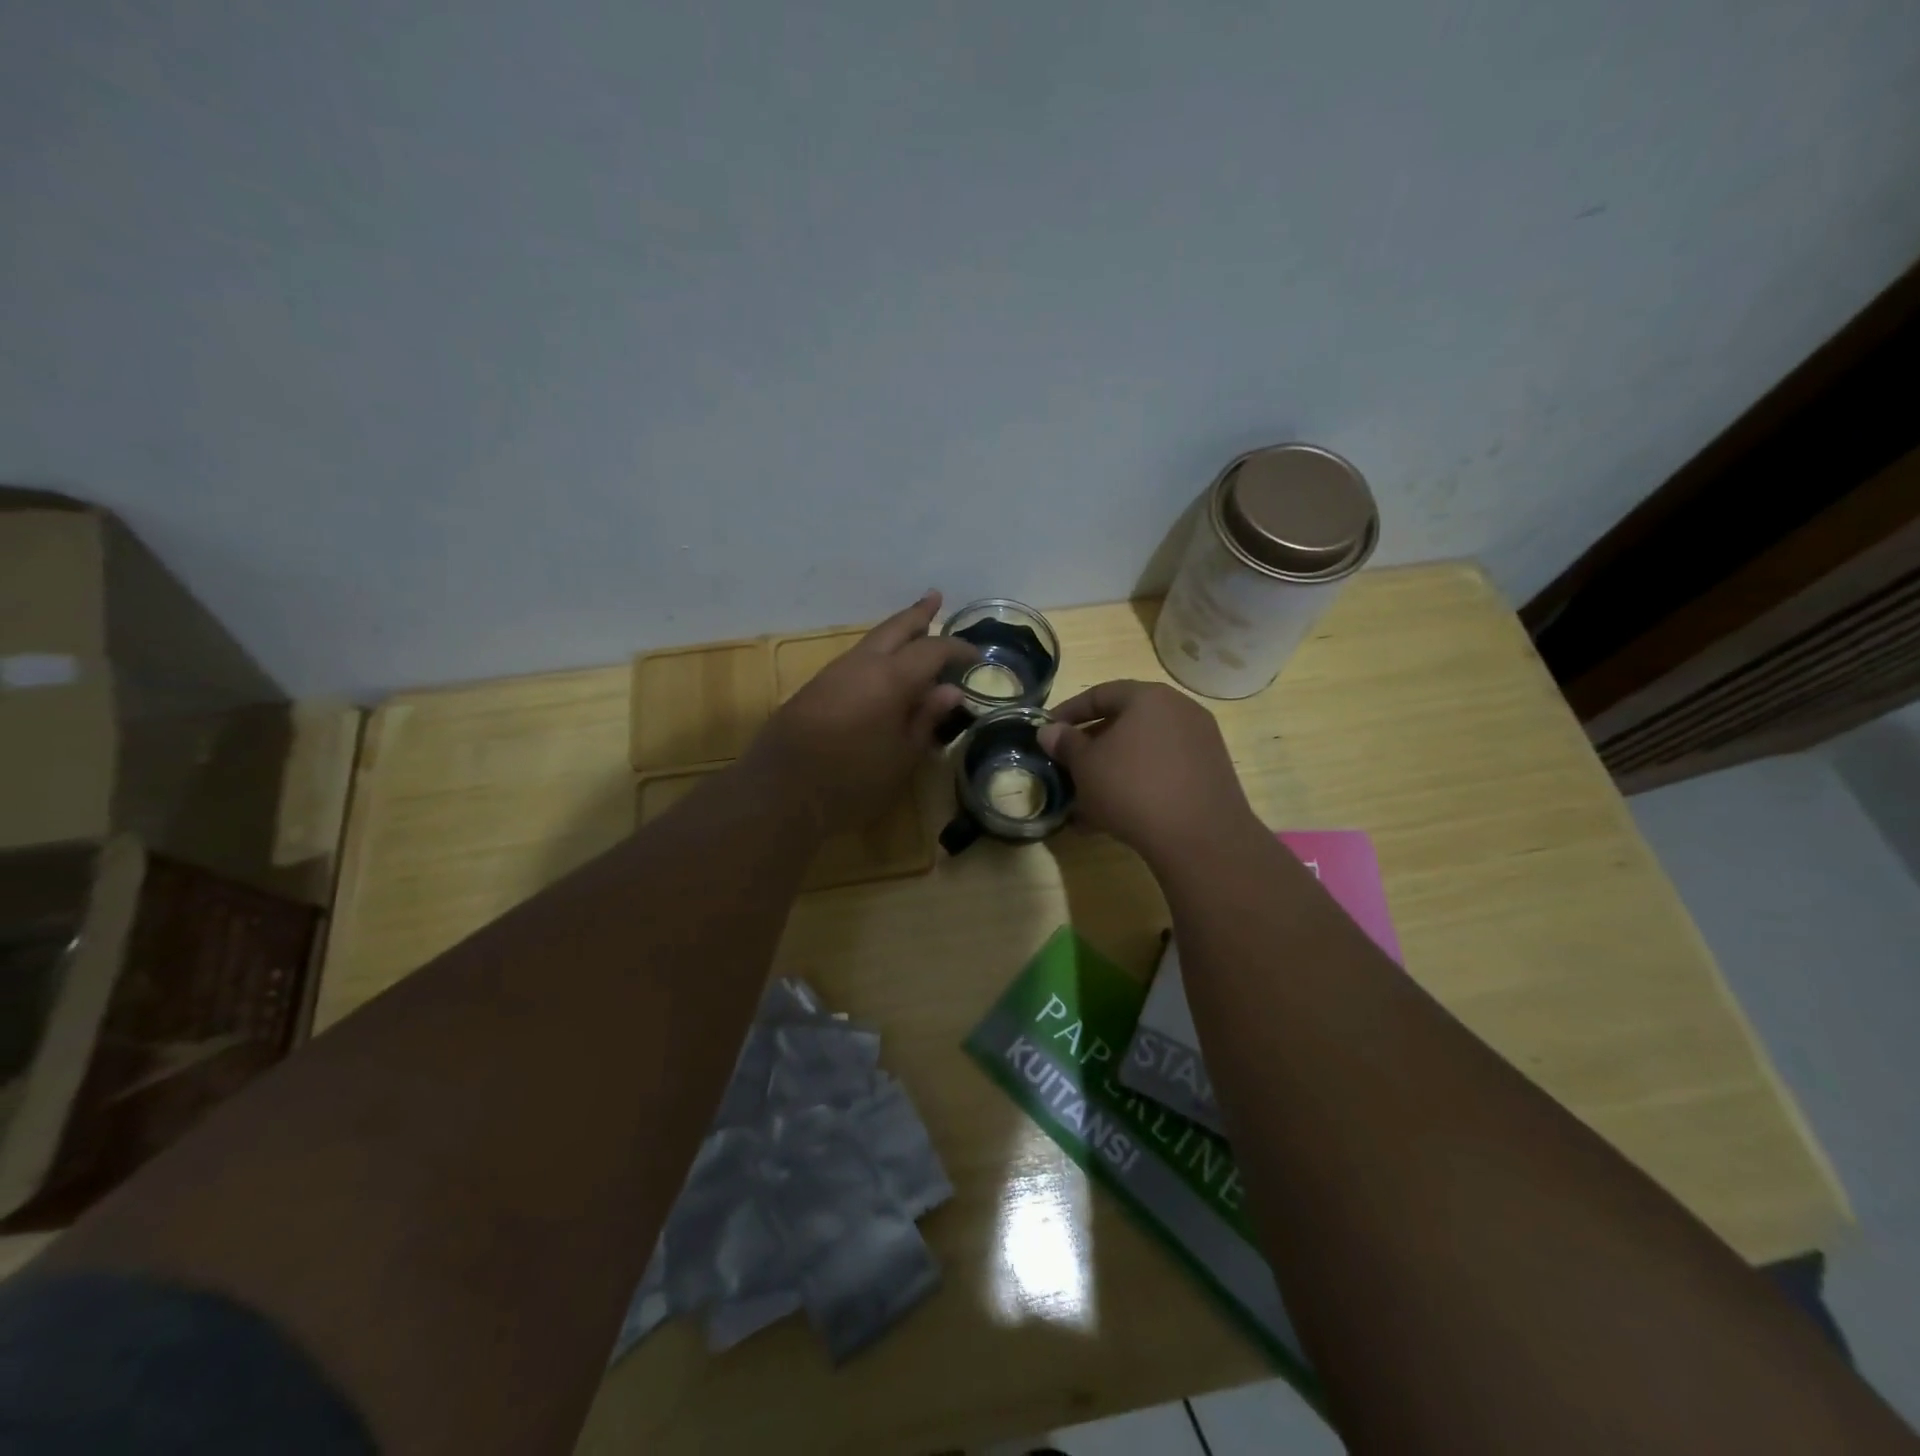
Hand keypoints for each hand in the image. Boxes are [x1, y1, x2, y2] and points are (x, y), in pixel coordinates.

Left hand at [748, 592, 975, 835]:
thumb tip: (950, 691)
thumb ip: (926, 719)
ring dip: (895, 633)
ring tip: (914, 632)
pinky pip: (855, 660)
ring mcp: (833, 673)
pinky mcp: (815, 688)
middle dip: (918, 613)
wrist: (780, 793)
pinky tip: (881, 669)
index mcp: (891, 678)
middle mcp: (861, 664)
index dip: (957, 648)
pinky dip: (876, 654)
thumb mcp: (902, 757)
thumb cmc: (853, 781)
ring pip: (871, 641)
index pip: (932, 649)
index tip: (976, 655)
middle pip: (894, 628)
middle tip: (936, 598)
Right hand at [1038, 680, 1256, 859]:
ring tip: (1086, 801)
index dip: (1068, 712)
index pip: (1100, 694)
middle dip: (1092, 746)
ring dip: (1112, 770)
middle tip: (1067, 767)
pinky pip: (1163, 771)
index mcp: (1149, 697)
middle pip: (1125, 722)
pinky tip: (1116, 816)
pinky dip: (1138, 785)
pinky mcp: (1210, 774)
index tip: (1047, 733)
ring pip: (1143, 751)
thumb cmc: (1132, 788)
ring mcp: (1200, 742)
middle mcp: (1180, 710)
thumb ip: (1065, 744)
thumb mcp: (1086, 766)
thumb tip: (1049, 731)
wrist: (1200, 838)